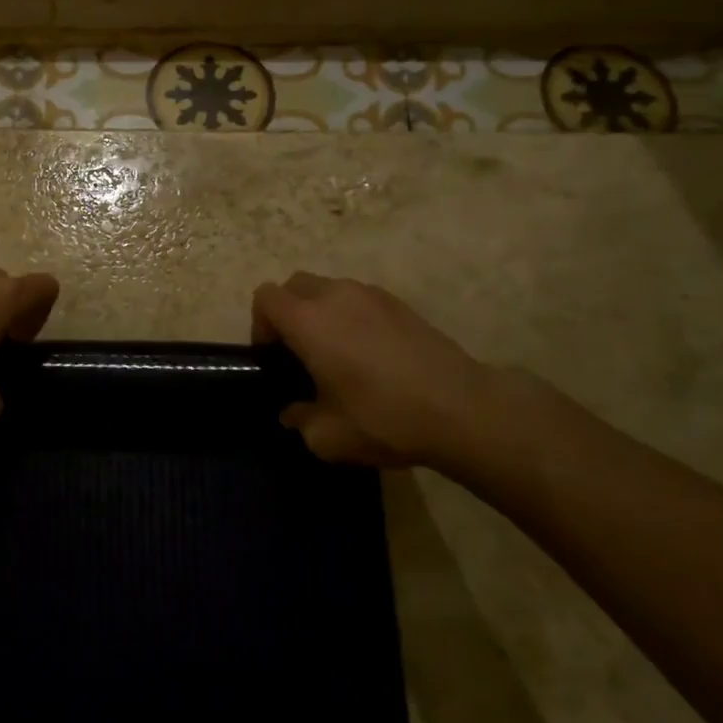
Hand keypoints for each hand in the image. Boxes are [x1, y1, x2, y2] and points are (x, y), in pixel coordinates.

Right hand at [252, 272, 501, 469]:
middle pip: (295, 285)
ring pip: (330, 289)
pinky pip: (361, 300)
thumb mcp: (327, 436)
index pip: (266, 297)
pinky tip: (372, 355)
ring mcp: (372, 295)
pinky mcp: (401, 305)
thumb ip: (300, 420)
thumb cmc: (383, 418)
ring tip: (338, 354)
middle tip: (300, 352)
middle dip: (289, 312)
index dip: (260, 324)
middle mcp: (336, 296)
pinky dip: (353, 317)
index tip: (273, 357)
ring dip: (323, 312)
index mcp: (309, 321)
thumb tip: (293, 413)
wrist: (462, 410)